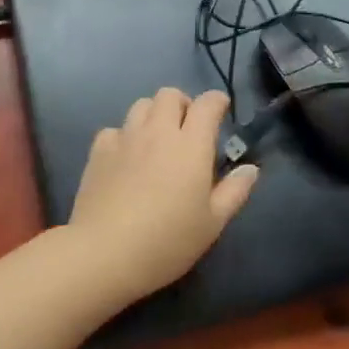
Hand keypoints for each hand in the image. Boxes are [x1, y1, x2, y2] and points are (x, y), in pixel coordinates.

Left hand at [66, 88, 259, 301]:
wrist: (105, 252)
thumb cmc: (167, 241)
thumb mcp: (212, 224)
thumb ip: (234, 192)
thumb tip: (250, 168)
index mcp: (191, 145)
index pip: (207, 104)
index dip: (217, 102)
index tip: (221, 111)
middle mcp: (158, 132)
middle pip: (170, 95)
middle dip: (183, 104)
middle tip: (188, 129)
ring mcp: (125, 138)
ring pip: (141, 105)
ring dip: (153, 114)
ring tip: (157, 140)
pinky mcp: (98, 151)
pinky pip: (114, 129)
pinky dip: (124, 136)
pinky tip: (125, 157)